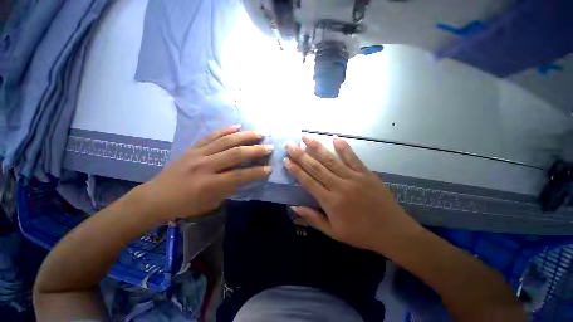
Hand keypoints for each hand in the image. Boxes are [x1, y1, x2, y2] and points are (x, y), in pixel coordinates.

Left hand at [140, 126, 272, 220]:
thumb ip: (231, 187)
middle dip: (256, 150)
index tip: (269, 168)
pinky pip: (211, 135)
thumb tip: (247, 176)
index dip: (257, 172)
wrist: (156, 197)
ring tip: (259, 133)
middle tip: (269, 147)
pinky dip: (225, 130)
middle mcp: (205, 166)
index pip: (240, 176)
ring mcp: (198, 154)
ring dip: (245, 136)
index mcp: (210, 184)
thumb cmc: (187, 205)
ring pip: (226, 141)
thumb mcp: (212, 202)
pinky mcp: (192, 148)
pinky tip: (237, 126)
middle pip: (235, 154)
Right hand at [284, 136, 423, 254]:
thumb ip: (313, 218)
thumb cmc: (361, 234)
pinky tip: (335, 138)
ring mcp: (354, 178)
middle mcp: (340, 186)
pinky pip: (353, 158)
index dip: (296, 170)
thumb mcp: (334, 233)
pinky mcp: (366, 174)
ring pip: (331, 159)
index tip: (286, 160)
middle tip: (290, 145)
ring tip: (306, 137)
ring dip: (317, 147)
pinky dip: (343, 147)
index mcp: (331, 202)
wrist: (393, 232)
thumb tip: (294, 207)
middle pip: (316, 167)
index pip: (308, 182)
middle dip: (301, 155)